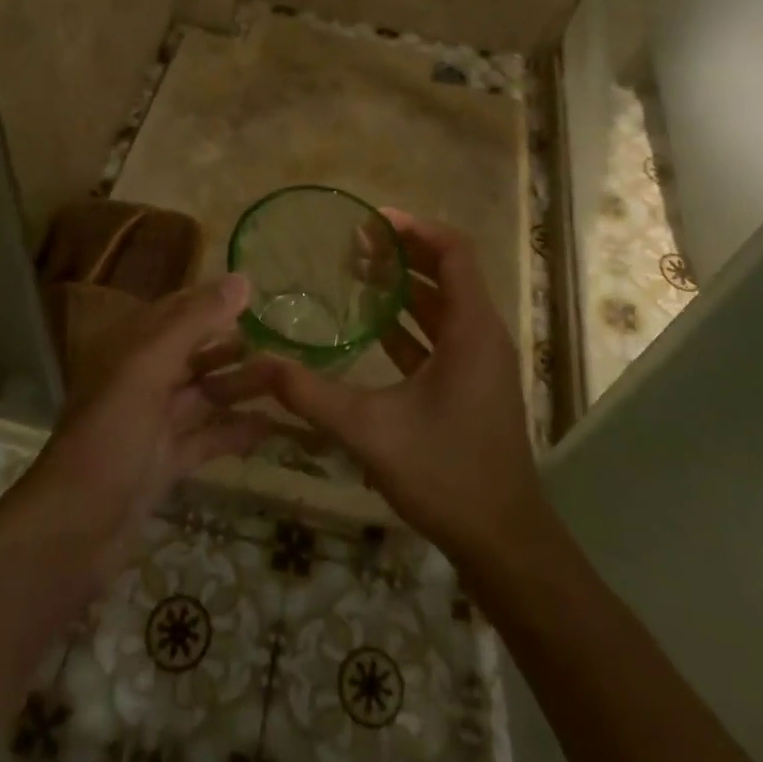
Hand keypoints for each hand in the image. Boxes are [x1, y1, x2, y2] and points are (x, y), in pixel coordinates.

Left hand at [19, 274, 271, 580]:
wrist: (73, 531)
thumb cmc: (109, 436)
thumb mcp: (149, 368)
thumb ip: (195, 322)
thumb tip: (242, 279)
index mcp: (133, 350)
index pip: (179, 312)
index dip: (216, 302)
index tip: (262, 298)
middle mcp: (143, 380)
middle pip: (197, 353)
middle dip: (237, 347)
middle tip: (289, 344)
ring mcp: (155, 424)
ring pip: (207, 394)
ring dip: (243, 387)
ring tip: (291, 382)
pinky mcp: (166, 463)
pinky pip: (208, 438)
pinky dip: (237, 432)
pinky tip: (274, 428)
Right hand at [247, 209, 545, 561]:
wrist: (502, 539)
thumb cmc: (445, 473)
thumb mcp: (370, 431)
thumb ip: (312, 395)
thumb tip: (260, 364)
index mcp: (472, 329)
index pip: (453, 252)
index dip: (415, 229)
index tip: (371, 222)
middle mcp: (482, 334)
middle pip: (447, 272)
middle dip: (404, 253)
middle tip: (355, 244)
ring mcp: (480, 360)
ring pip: (444, 304)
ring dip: (406, 286)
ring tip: (358, 273)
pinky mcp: (472, 382)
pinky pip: (442, 334)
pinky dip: (411, 321)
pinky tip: (373, 325)